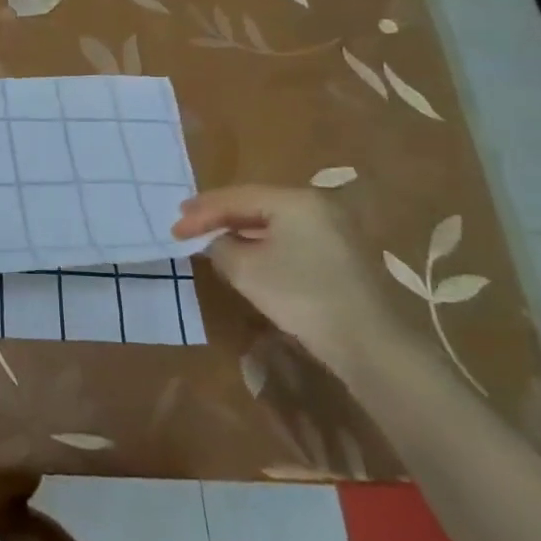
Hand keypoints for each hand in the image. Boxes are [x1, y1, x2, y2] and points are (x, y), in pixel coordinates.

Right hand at [174, 185, 397, 376]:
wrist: (366, 342)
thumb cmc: (300, 295)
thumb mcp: (244, 269)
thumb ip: (219, 245)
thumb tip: (214, 240)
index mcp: (294, 200)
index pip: (235, 198)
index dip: (200, 213)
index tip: (173, 230)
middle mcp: (316, 205)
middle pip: (254, 203)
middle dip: (218, 216)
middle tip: (187, 225)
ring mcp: (332, 229)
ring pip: (272, 220)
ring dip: (239, 229)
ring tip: (209, 238)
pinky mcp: (338, 253)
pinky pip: (288, 236)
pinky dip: (261, 242)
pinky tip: (244, 253)